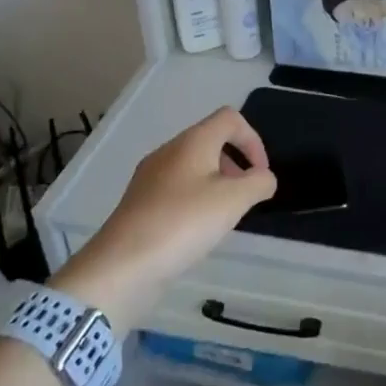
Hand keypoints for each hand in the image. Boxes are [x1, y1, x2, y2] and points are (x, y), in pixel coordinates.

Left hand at [54, 108, 276, 326]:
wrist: (121, 266)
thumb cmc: (183, 223)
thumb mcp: (234, 201)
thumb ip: (259, 183)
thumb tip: (264, 178)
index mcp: (193, 141)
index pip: (230, 119)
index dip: (253, 140)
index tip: (260, 173)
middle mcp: (169, 151)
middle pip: (211, 141)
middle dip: (235, 164)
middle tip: (244, 197)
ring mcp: (150, 177)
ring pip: (193, 167)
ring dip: (216, 184)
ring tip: (222, 217)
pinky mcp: (139, 203)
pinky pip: (176, 189)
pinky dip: (195, 200)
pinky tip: (196, 230)